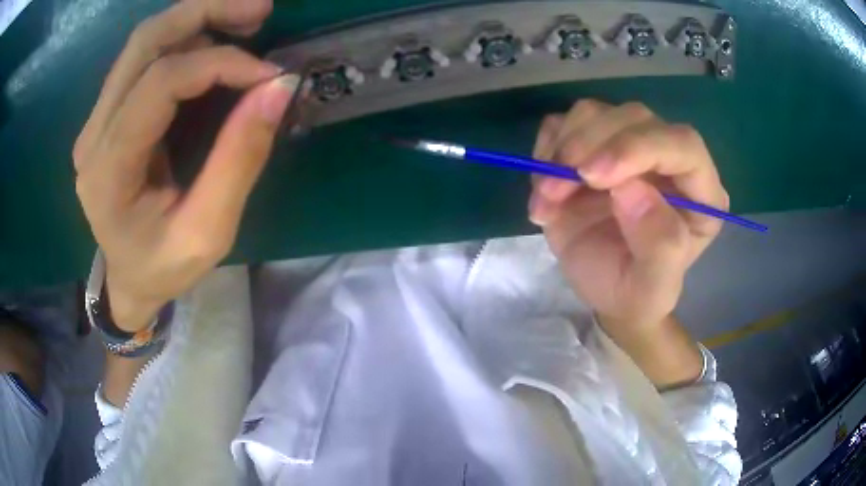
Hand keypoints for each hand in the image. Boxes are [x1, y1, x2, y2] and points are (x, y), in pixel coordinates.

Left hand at [74, 0, 295, 331]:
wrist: (127, 280)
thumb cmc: (164, 268)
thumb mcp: (209, 233)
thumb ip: (239, 160)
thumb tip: (279, 87)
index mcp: (109, 172)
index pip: (159, 84)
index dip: (219, 64)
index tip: (268, 75)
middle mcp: (93, 135)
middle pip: (144, 42)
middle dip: (205, 12)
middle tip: (260, 11)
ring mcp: (96, 121)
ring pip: (144, 42)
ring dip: (197, 20)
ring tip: (245, 24)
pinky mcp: (107, 115)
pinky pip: (144, 58)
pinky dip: (184, 40)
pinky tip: (215, 48)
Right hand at [529, 100, 727, 332]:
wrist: (606, 290)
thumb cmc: (635, 292)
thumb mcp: (652, 288)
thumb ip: (659, 246)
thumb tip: (631, 189)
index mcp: (699, 191)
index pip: (682, 144)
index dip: (638, 147)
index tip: (593, 176)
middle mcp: (668, 158)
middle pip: (634, 118)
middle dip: (589, 146)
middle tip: (556, 188)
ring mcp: (629, 146)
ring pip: (595, 113)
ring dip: (562, 149)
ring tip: (548, 196)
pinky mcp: (593, 146)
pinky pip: (564, 124)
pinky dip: (546, 149)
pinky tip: (545, 187)